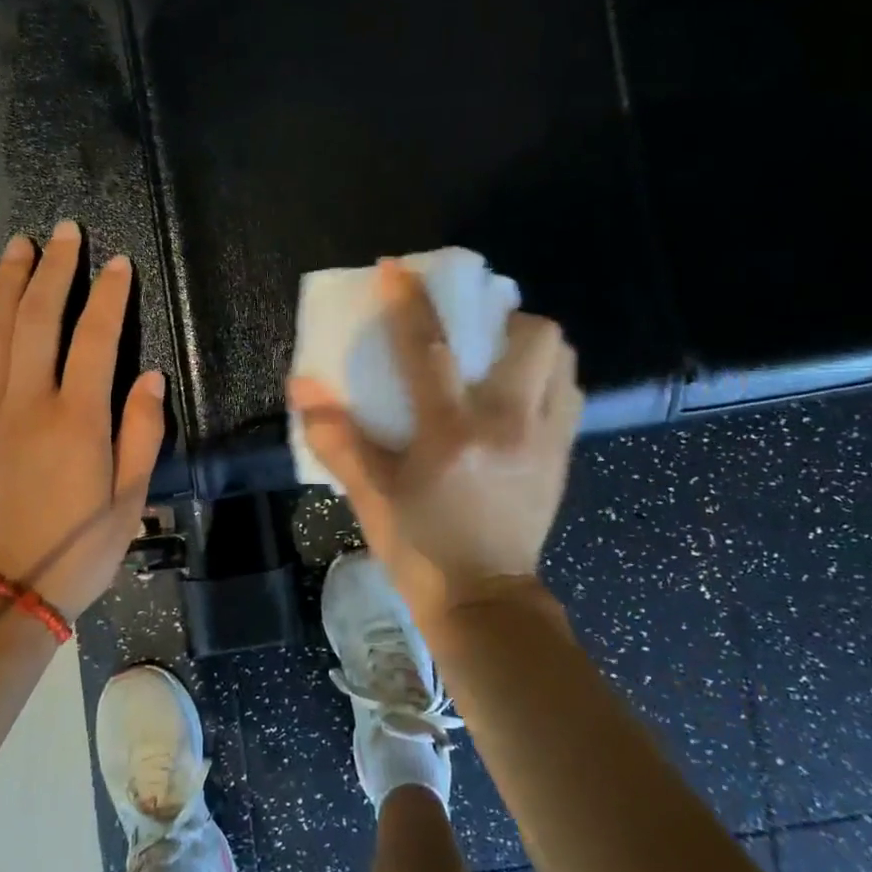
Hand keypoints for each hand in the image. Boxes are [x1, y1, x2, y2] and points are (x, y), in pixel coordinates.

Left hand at [0, 223, 165, 619]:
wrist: (2, 593)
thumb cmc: (79, 551)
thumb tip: (148, 376)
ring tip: (18, 246)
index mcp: (77, 422)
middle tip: (62, 232)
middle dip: (53, 270)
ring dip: (7, 284)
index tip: (117, 263)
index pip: (95, 340)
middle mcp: (27, 406)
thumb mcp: (131, 501)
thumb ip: (142, 434)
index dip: (109, 296)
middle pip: (37, 320)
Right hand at [288, 259, 581, 617]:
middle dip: (504, 317)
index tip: (395, 269)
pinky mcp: (563, 458)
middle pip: (533, 337)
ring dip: (532, 346)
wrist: (485, 603)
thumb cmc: (420, 549)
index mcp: (453, 433)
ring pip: (562, 361)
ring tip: (501, 359)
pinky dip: (548, 380)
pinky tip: (519, 398)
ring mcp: (546, 440)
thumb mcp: (370, 496)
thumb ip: (337, 438)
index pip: (431, 349)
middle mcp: (510, 424)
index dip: (410, 302)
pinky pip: (570, 396)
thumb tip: (301, 385)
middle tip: (474, 330)